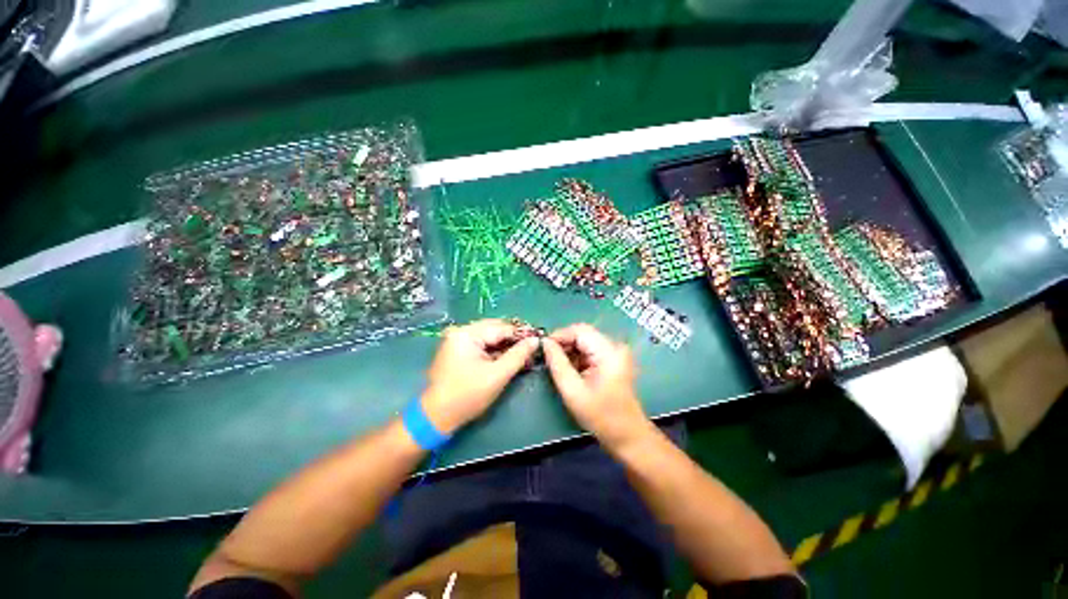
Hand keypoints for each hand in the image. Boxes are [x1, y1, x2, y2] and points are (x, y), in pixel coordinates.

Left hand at [421, 319, 540, 433]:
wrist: (436, 416)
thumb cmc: (467, 395)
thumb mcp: (497, 375)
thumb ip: (518, 355)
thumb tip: (535, 340)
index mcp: (467, 334)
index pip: (501, 327)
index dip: (521, 334)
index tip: (539, 339)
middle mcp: (461, 331)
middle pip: (495, 329)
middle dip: (513, 339)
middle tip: (531, 348)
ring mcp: (457, 339)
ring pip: (489, 336)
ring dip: (505, 345)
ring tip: (522, 355)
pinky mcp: (457, 349)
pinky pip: (481, 344)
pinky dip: (495, 350)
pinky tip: (507, 358)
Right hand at [542, 324, 652, 448]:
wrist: (627, 435)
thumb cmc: (601, 416)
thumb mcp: (573, 391)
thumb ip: (557, 363)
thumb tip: (544, 342)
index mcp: (609, 351)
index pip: (579, 330)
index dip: (559, 335)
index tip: (542, 348)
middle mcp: (614, 346)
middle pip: (583, 334)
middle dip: (563, 343)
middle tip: (548, 358)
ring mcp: (615, 352)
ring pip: (585, 341)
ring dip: (570, 350)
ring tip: (557, 366)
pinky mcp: (613, 360)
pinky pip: (590, 350)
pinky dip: (577, 357)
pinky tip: (570, 370)